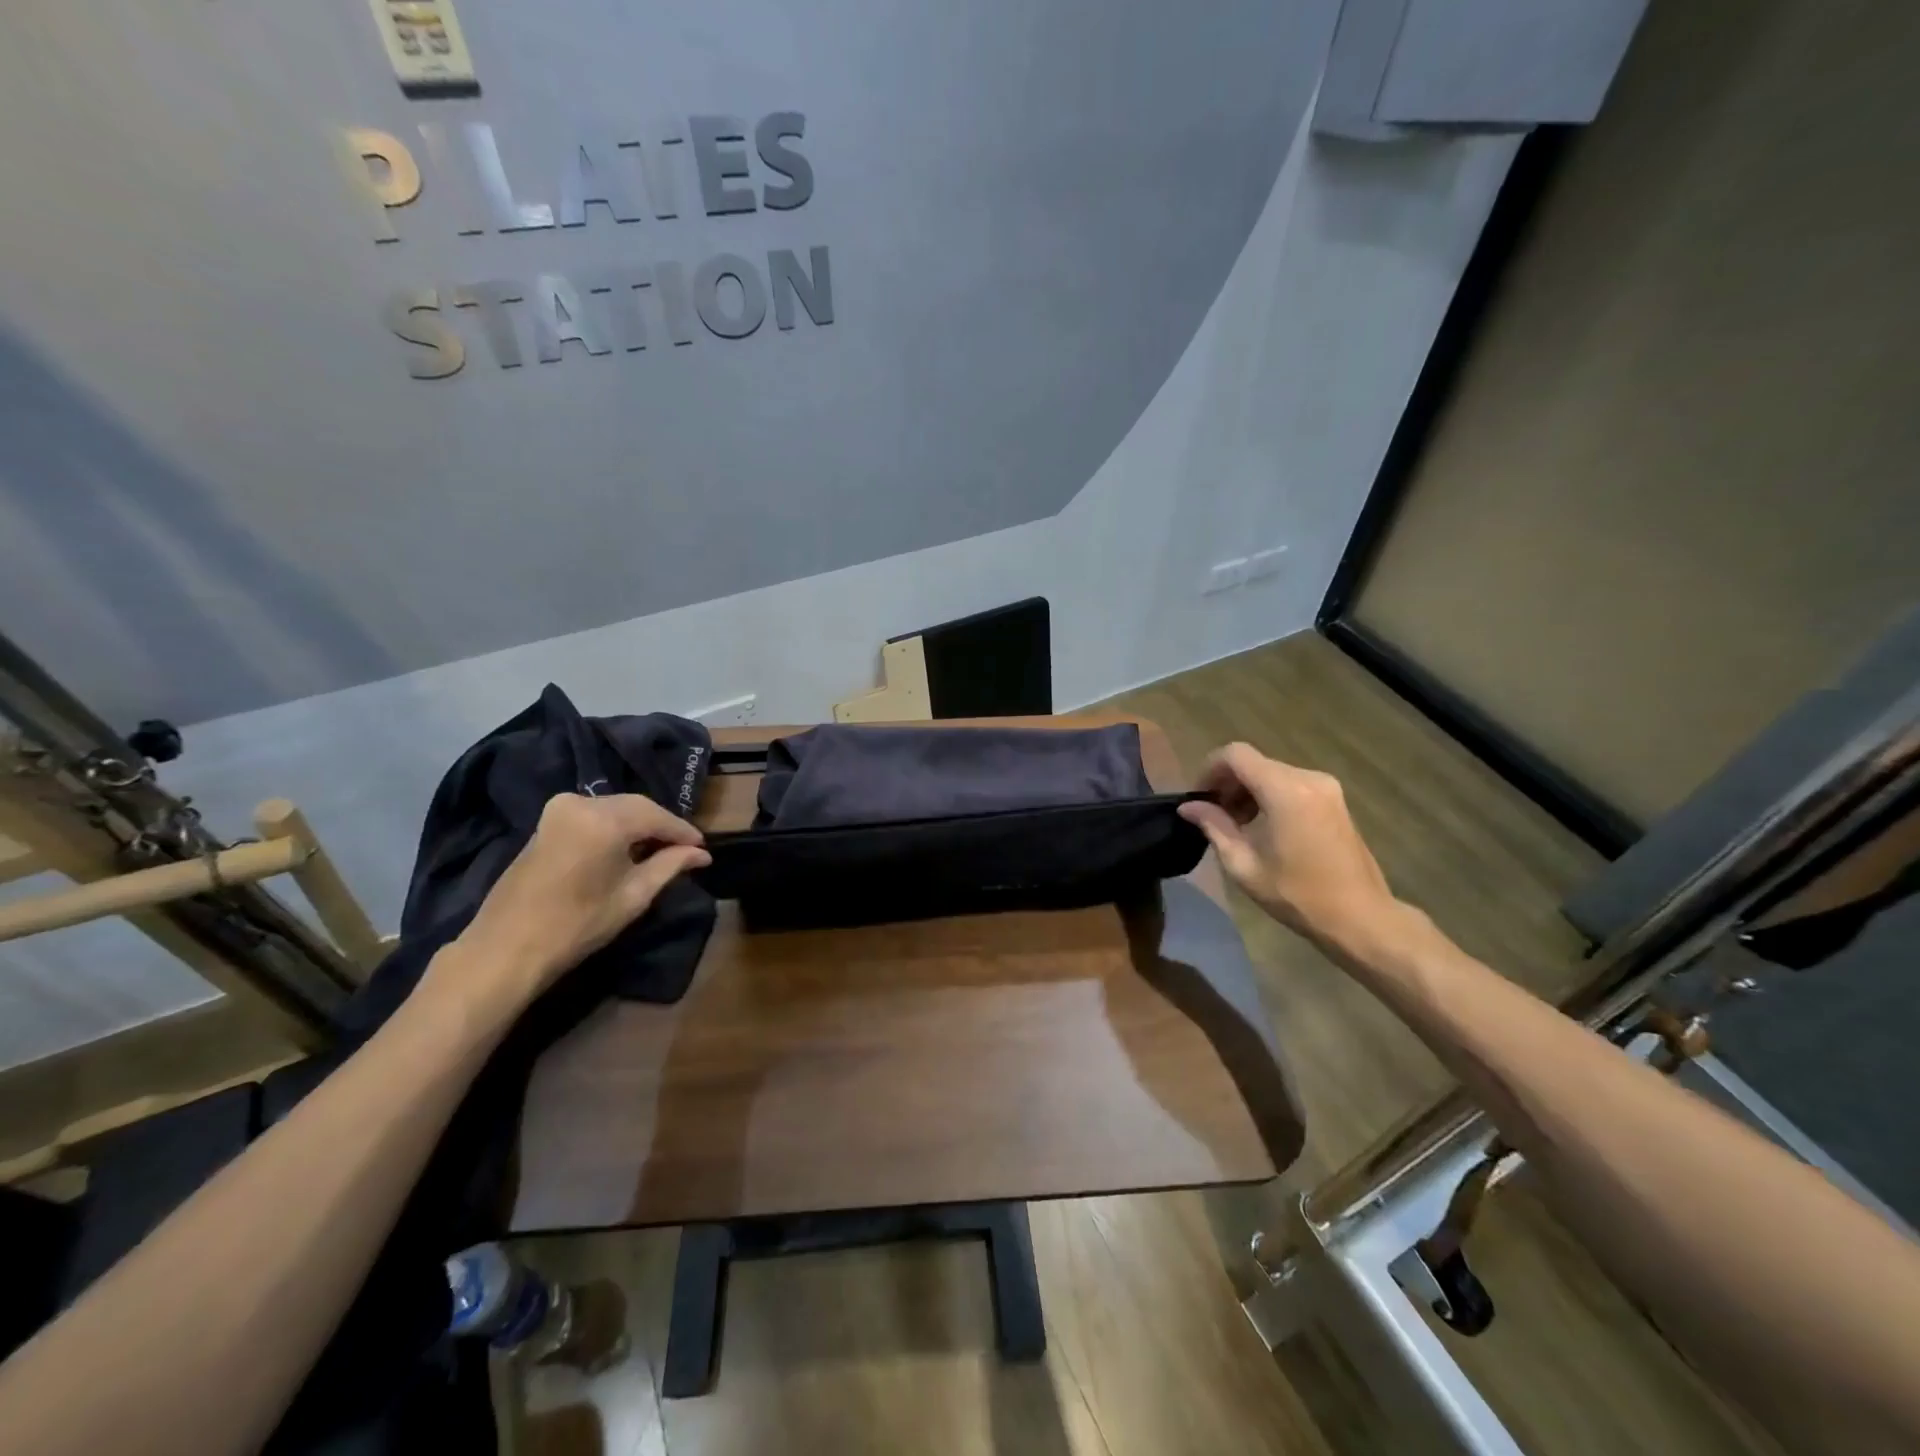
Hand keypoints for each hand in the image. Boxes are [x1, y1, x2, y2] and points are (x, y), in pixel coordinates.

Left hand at [434, 793, 709, 1021]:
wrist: (506, 949)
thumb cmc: (577, 925)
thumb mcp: (634, 896)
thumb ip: (670, 866)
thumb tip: (700, 854)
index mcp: (605, 819)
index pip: (657, 816)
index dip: (683, 832)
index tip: (703, 848)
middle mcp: (581, 803)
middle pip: (635, 806)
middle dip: (661, 826)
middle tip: (685, 848)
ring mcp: (558, 810)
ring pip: (614, 808)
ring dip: (638, 825)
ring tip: (659, 849)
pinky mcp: (545, 822)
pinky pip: (593, 815)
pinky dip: (614, 827)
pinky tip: (626, 848)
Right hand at [1178, 743, 1400, 955]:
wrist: (1360, 917)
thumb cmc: (1297, 894)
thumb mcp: (1243, 864)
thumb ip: (1214, 826)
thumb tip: (1189, 807)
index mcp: (1285, 790)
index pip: (1235, 754)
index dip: (1209, 769)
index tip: (1198, 798)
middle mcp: (1308, 778)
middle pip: (1254, 763)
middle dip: (1228, 783)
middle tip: (1213, 816)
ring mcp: (1326, 787)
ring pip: (1272, 773)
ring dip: (1248, 791)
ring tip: (1237, 825)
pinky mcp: (1335, 800)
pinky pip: (1291, 784)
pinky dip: (1269, 796)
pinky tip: (1263, 827)